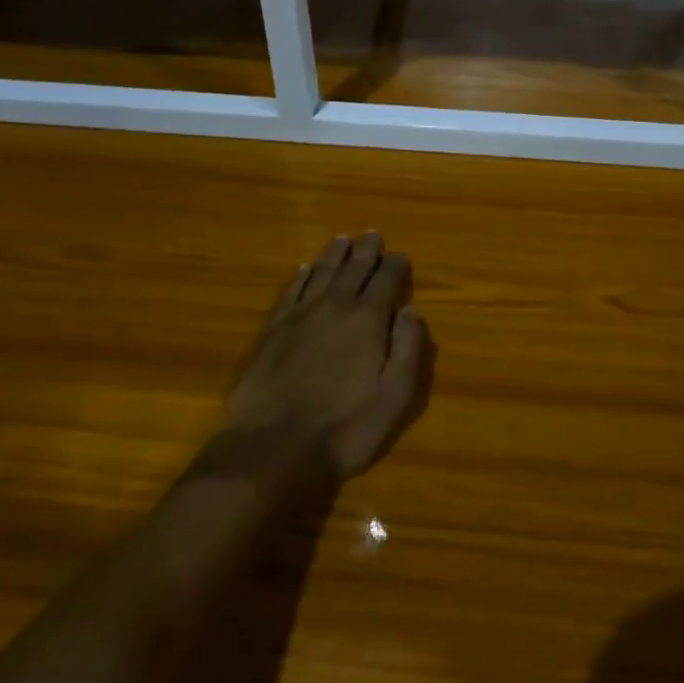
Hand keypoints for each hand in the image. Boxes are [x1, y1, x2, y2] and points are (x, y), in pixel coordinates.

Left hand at [220, 232, 433, 480]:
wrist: (273, 448)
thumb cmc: (344, 428)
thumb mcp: (395, 396)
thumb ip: (408, 349)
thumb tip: (412, 311)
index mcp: (368, 319)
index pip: (387, 280)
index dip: (396, 266)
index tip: (400, 256)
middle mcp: (335, 306)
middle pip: (354, 268)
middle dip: (366, 250)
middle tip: (372, 234)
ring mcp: (299, 315)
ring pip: (321, 272)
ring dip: (334, 255)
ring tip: (342, 240)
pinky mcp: (272, 330)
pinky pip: (290, 291)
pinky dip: (300, 276)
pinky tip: (304, 269)